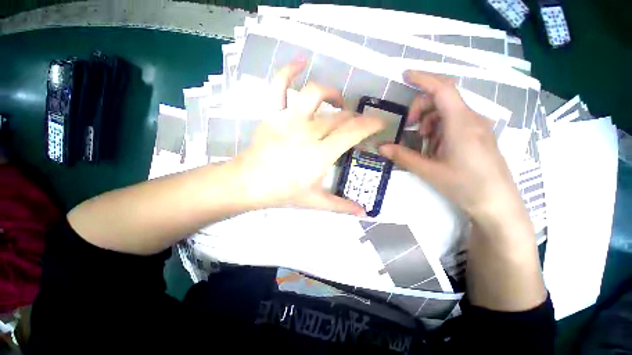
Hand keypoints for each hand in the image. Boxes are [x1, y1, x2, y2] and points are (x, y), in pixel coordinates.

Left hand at [232, 60, 384, 215]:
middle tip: (357, 125)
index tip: (380, 123)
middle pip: (339, 116)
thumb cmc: (282, 193)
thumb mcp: (316, 202)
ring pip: (316, 95)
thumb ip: (341, 206)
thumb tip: (364, 213)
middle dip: (354, 118)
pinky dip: (288, 70)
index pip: (353, 132)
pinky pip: (278, 86)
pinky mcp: (272, 114)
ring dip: (333, 94)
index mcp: (321, 154)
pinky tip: (301, 61)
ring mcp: (289, 120)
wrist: (249, 184)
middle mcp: (308, 132)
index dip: (371, 124)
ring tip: (338, 102)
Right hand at [378, 71, 527, 226]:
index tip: (405, 75)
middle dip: (421, 109)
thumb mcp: (429, 171)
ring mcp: (477, 127)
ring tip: (423, 144)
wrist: (497, 204)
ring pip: (447, 112)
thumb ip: (403, 156)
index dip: (423, 78)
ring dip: (429, 122)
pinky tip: (435, 148)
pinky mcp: (478, 135)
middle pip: (442, 99)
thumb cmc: (465, 186)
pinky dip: (439, 129)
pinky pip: (454, 123)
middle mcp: (472, 119)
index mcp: (461, 123)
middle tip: (410, 129)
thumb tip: (381, 147)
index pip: (442, 89)